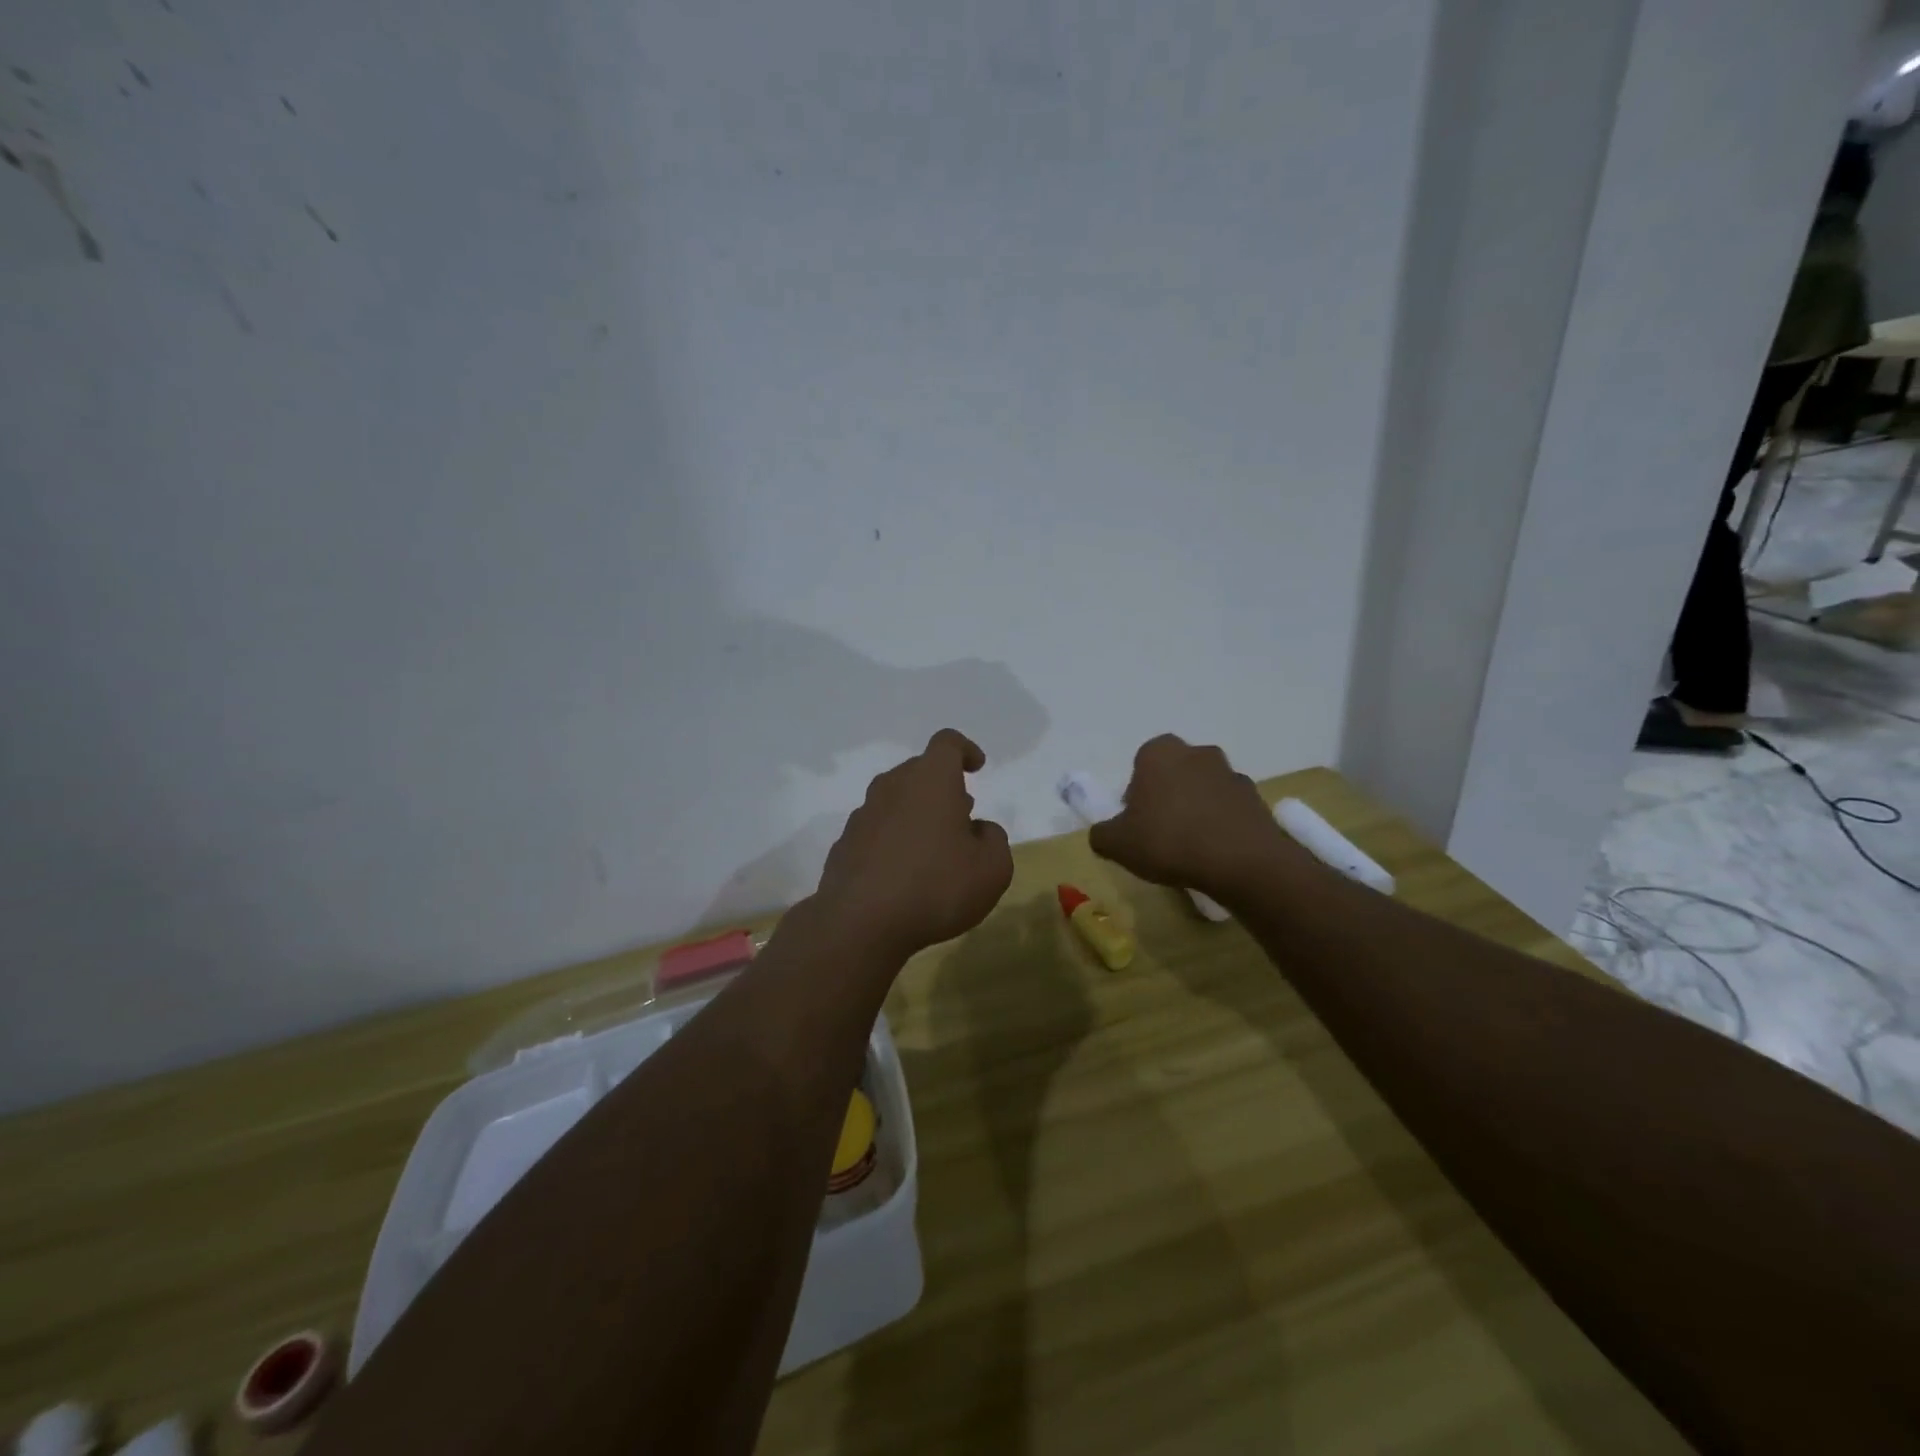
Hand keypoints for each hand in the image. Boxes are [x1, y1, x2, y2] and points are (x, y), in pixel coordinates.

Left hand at [814, 729, 1013, 962]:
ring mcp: (863, 815)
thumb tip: (979, 830)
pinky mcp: (845, 844)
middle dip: (943, 787)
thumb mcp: (992, 869)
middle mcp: (893, 786)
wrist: (859, 923)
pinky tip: (903, 874)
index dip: (965, 750)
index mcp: (931, 780)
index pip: (947, 743)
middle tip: (961, 816)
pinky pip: (876, 830)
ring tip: (934, 848)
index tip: (977, 767)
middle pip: (919, 771)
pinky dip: (893, 840)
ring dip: (917, 813)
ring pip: (895, 800)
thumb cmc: (936, 887)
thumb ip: (995, 840)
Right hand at [1089, 734, 1289, 900]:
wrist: (1241, 861)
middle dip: (1167, 795)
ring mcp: (1230, 773)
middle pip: (1174, 772)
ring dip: (1196, 807)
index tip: (1136, 820)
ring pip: (1203, 787)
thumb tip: (1104, 832)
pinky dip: (1221, 822)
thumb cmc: (1169, 841)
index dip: (1136, 791)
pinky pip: (1229, 807)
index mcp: (1159, 753)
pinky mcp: (1256, 798)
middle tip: (1160, 830)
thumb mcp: (1116, 844)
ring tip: (1190, 845)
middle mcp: (1196, 753)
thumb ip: (1102, 833)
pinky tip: (1215, 851)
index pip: (1141, 763)